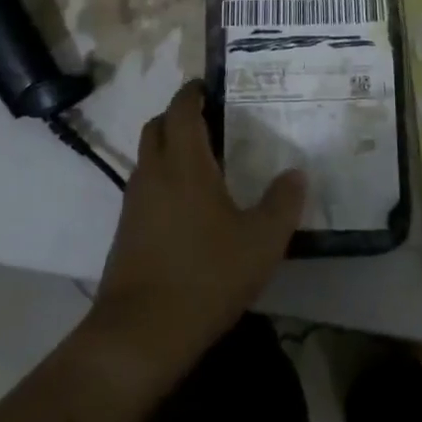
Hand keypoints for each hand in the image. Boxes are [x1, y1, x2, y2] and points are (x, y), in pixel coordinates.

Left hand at [88, 82, 304, 376]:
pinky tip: (189, 205)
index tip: (211, 86)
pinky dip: (163, 179)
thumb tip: (296, 173)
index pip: (181, 108)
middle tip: (212, 121)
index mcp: (184, 162)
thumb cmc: (205, 276)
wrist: (139, 335)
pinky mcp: (125, 231)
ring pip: (148, 157)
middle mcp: (153, 172)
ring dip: (169, 148)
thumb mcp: (260, 242)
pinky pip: (145, 187)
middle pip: (157, 126)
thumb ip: (282, 203)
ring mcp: (134, 202)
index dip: (193, 92)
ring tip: (205, 161)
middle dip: (179, 115)